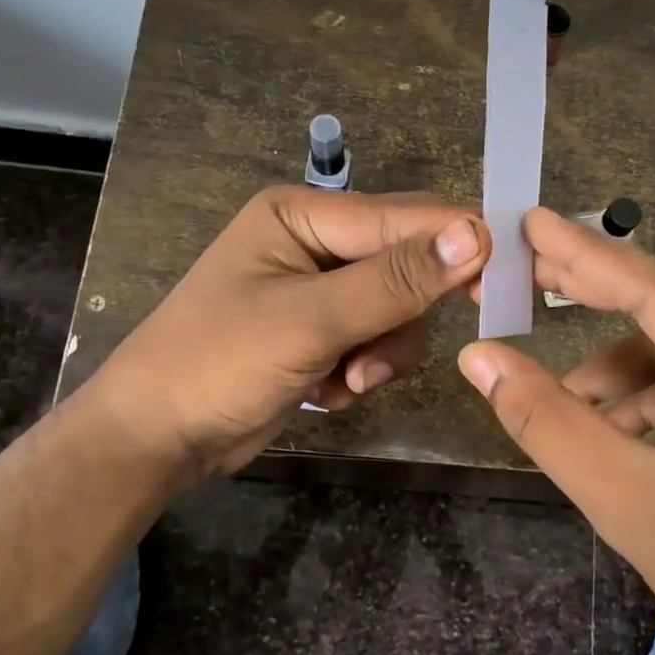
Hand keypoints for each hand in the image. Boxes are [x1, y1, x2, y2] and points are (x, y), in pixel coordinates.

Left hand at [90, 186, 489, 489]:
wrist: (154, 439)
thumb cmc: (219, 363)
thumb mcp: (311, 320)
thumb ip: (396, 279)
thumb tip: (477, 232)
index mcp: (302, 215)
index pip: (403, 217)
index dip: (456, 246)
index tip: (500, 283)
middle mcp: (314, 243)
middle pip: (405, 267)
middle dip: (400, 318)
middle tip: (378, 358)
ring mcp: (317, 291)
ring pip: (396, 311)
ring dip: (381, 352)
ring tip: (347, 380)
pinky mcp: (319, 333)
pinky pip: (374, 341)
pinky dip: (361, 370)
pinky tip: (327, 391)